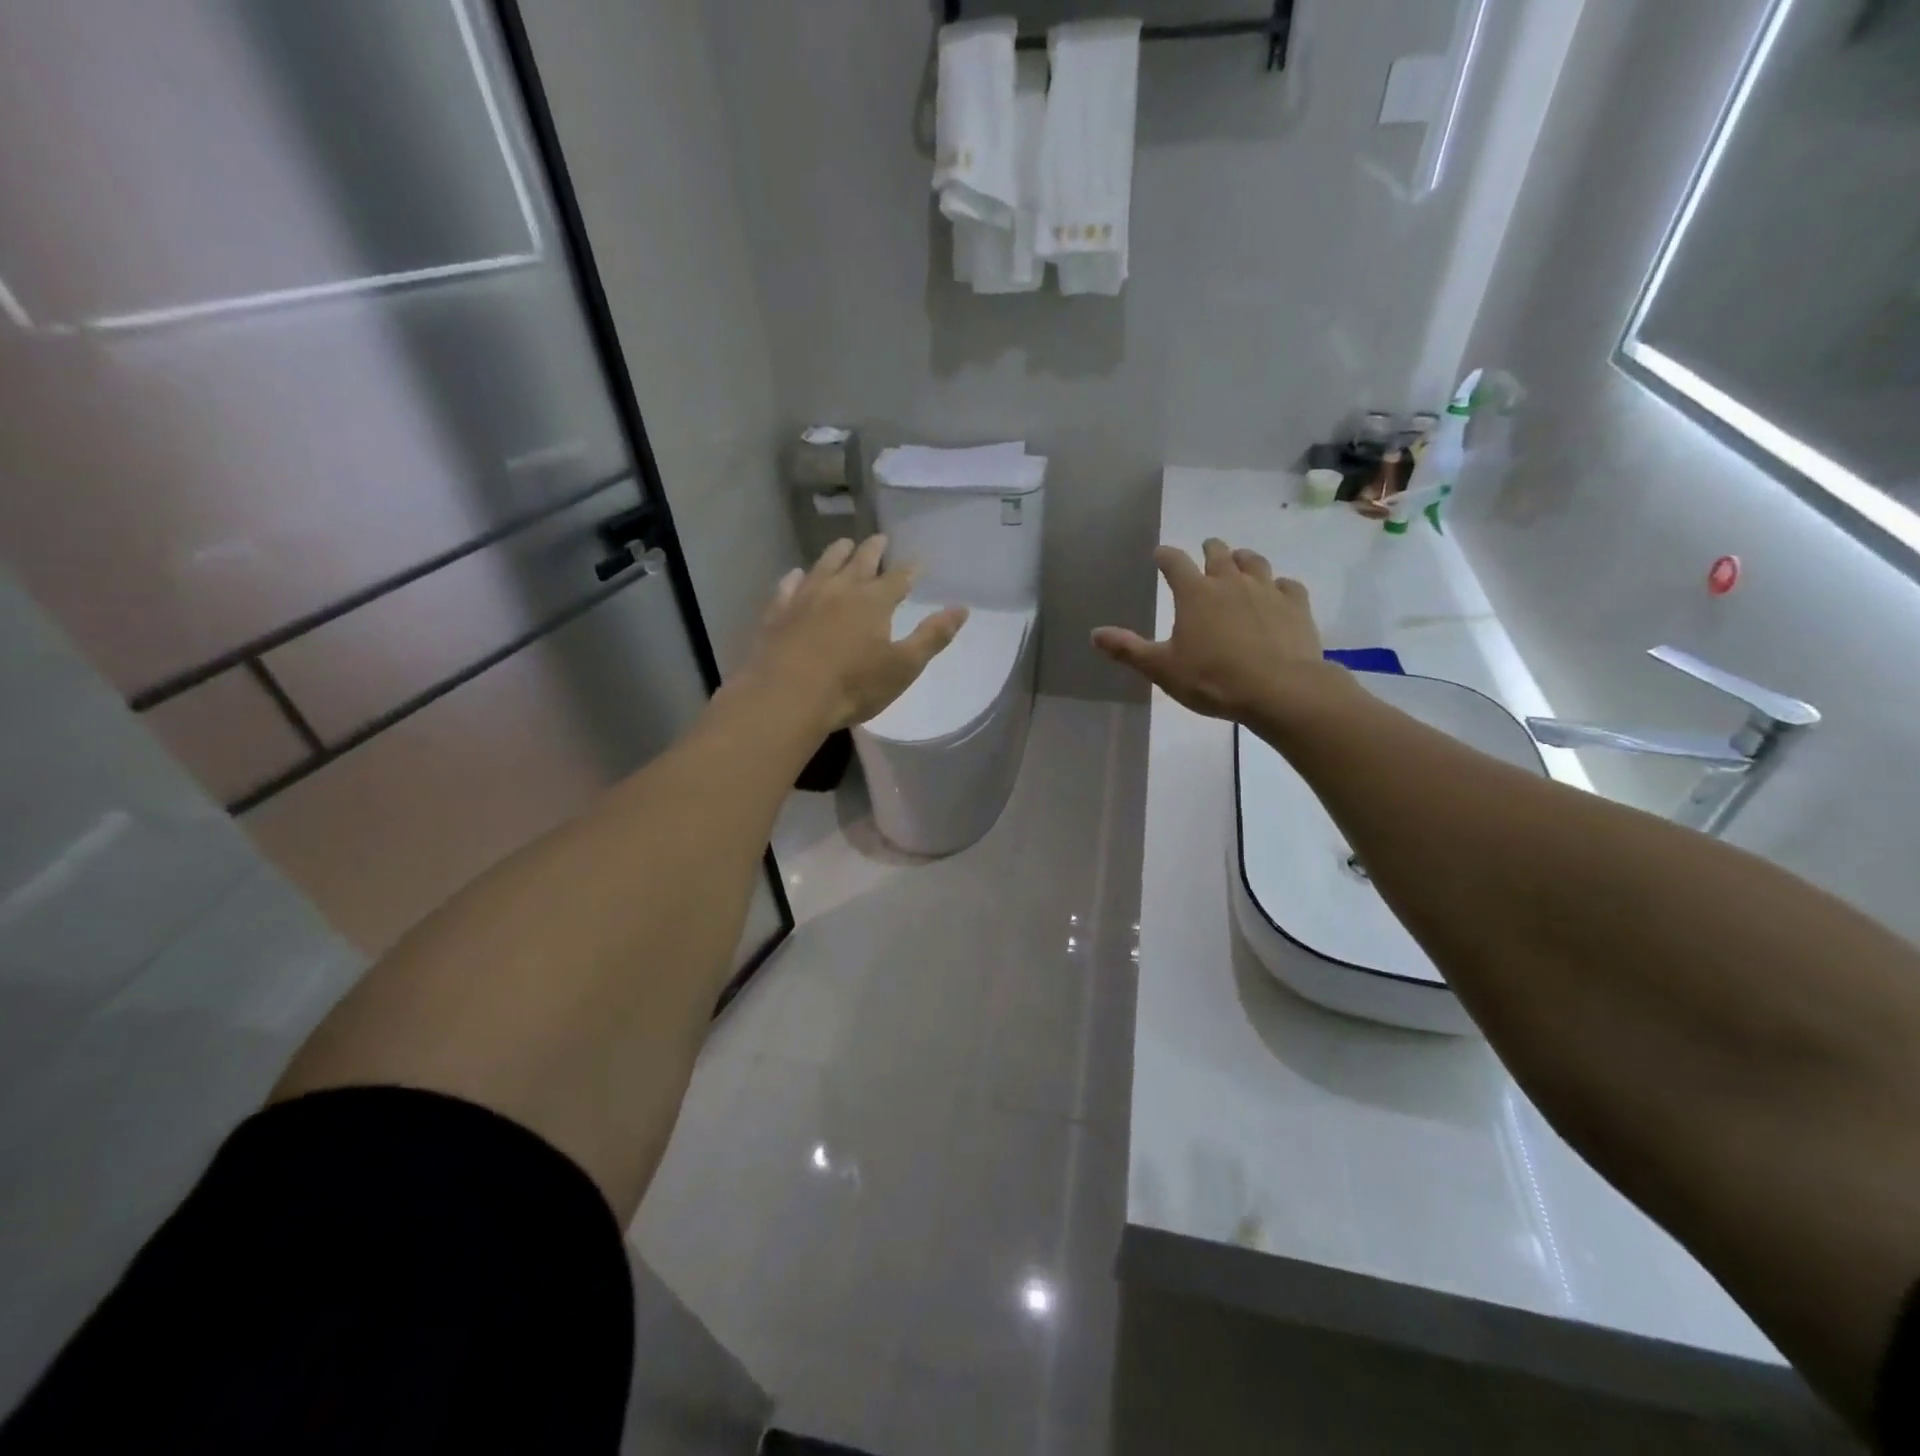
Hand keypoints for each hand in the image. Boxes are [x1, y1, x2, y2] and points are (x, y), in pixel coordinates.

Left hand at [743, 536, 967, 733]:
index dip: (911, 570)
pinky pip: (788, 586)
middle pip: (859, 561)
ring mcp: (805, 597)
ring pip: (824, 565)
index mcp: (874, 601)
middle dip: (873, 549)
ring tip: (844, 544)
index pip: (898, 578)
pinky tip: (797, 575)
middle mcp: (840, 589)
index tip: (919, 562)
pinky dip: (796, 577)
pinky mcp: (778, 612)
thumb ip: (932, 636)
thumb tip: (961, 609)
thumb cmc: (853, 686)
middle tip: (880, 538)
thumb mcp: (903, 666)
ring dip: (837, 553)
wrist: (787, 697)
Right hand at [1091, 539, 1354, 725]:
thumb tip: (1094, 634)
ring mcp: (1267, 590)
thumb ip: (1128, 649)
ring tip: (1240, 563)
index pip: (1174, 562)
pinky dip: (1279, 586)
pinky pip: (1288, 585)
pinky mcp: (1296, 605)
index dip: (1165, 556)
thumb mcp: (1162, 668)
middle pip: (1218, 552)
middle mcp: (1230, 582)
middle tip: (1206, 552)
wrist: (1279, 689)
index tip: (1159, 555)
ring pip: (1255, 562)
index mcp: (1195, 593)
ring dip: (1244, 560)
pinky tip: (1278, 594)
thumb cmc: (1212, 679)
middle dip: (1209, 549)